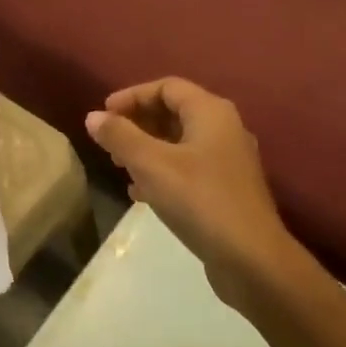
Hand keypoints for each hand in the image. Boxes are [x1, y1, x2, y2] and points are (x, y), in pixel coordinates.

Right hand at [85, 79, 300, 316]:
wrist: (252, 259)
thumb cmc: (199, 201)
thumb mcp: (151, 165)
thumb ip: (120, 137)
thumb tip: (93, 117)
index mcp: (211, 112)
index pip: (167, 87)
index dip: (132, 96)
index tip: (104, 114)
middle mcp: (224, 129)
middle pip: (174, 112)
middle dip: (138, 122)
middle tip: (108, 141)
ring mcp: (229, 161)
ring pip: (180, 142)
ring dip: (147, 148)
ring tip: (119, 165)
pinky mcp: (227, 190)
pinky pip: (188, 168)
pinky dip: (162, 172)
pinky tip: (140, 194)